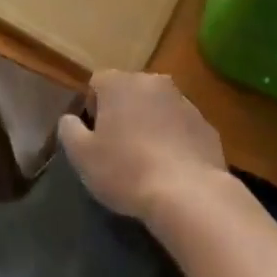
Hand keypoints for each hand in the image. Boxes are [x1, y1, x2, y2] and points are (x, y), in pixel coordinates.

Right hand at [57, 71, 226, 227]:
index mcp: (120, 82)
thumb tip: (70, 119)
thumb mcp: (82, 156)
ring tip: (148, 163)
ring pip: (159, 108)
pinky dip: (176, 141)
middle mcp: (153, 82)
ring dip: (152, 125)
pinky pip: (182, 128)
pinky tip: (173, 171)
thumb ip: (69, 130)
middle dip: (124, 113)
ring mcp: (184, 102)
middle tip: (120, 149)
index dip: (93, 109)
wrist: (189, 194)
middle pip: (131, 92)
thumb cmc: (126, 171)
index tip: (96, 138)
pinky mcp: (207, 126)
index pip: (97, 83)